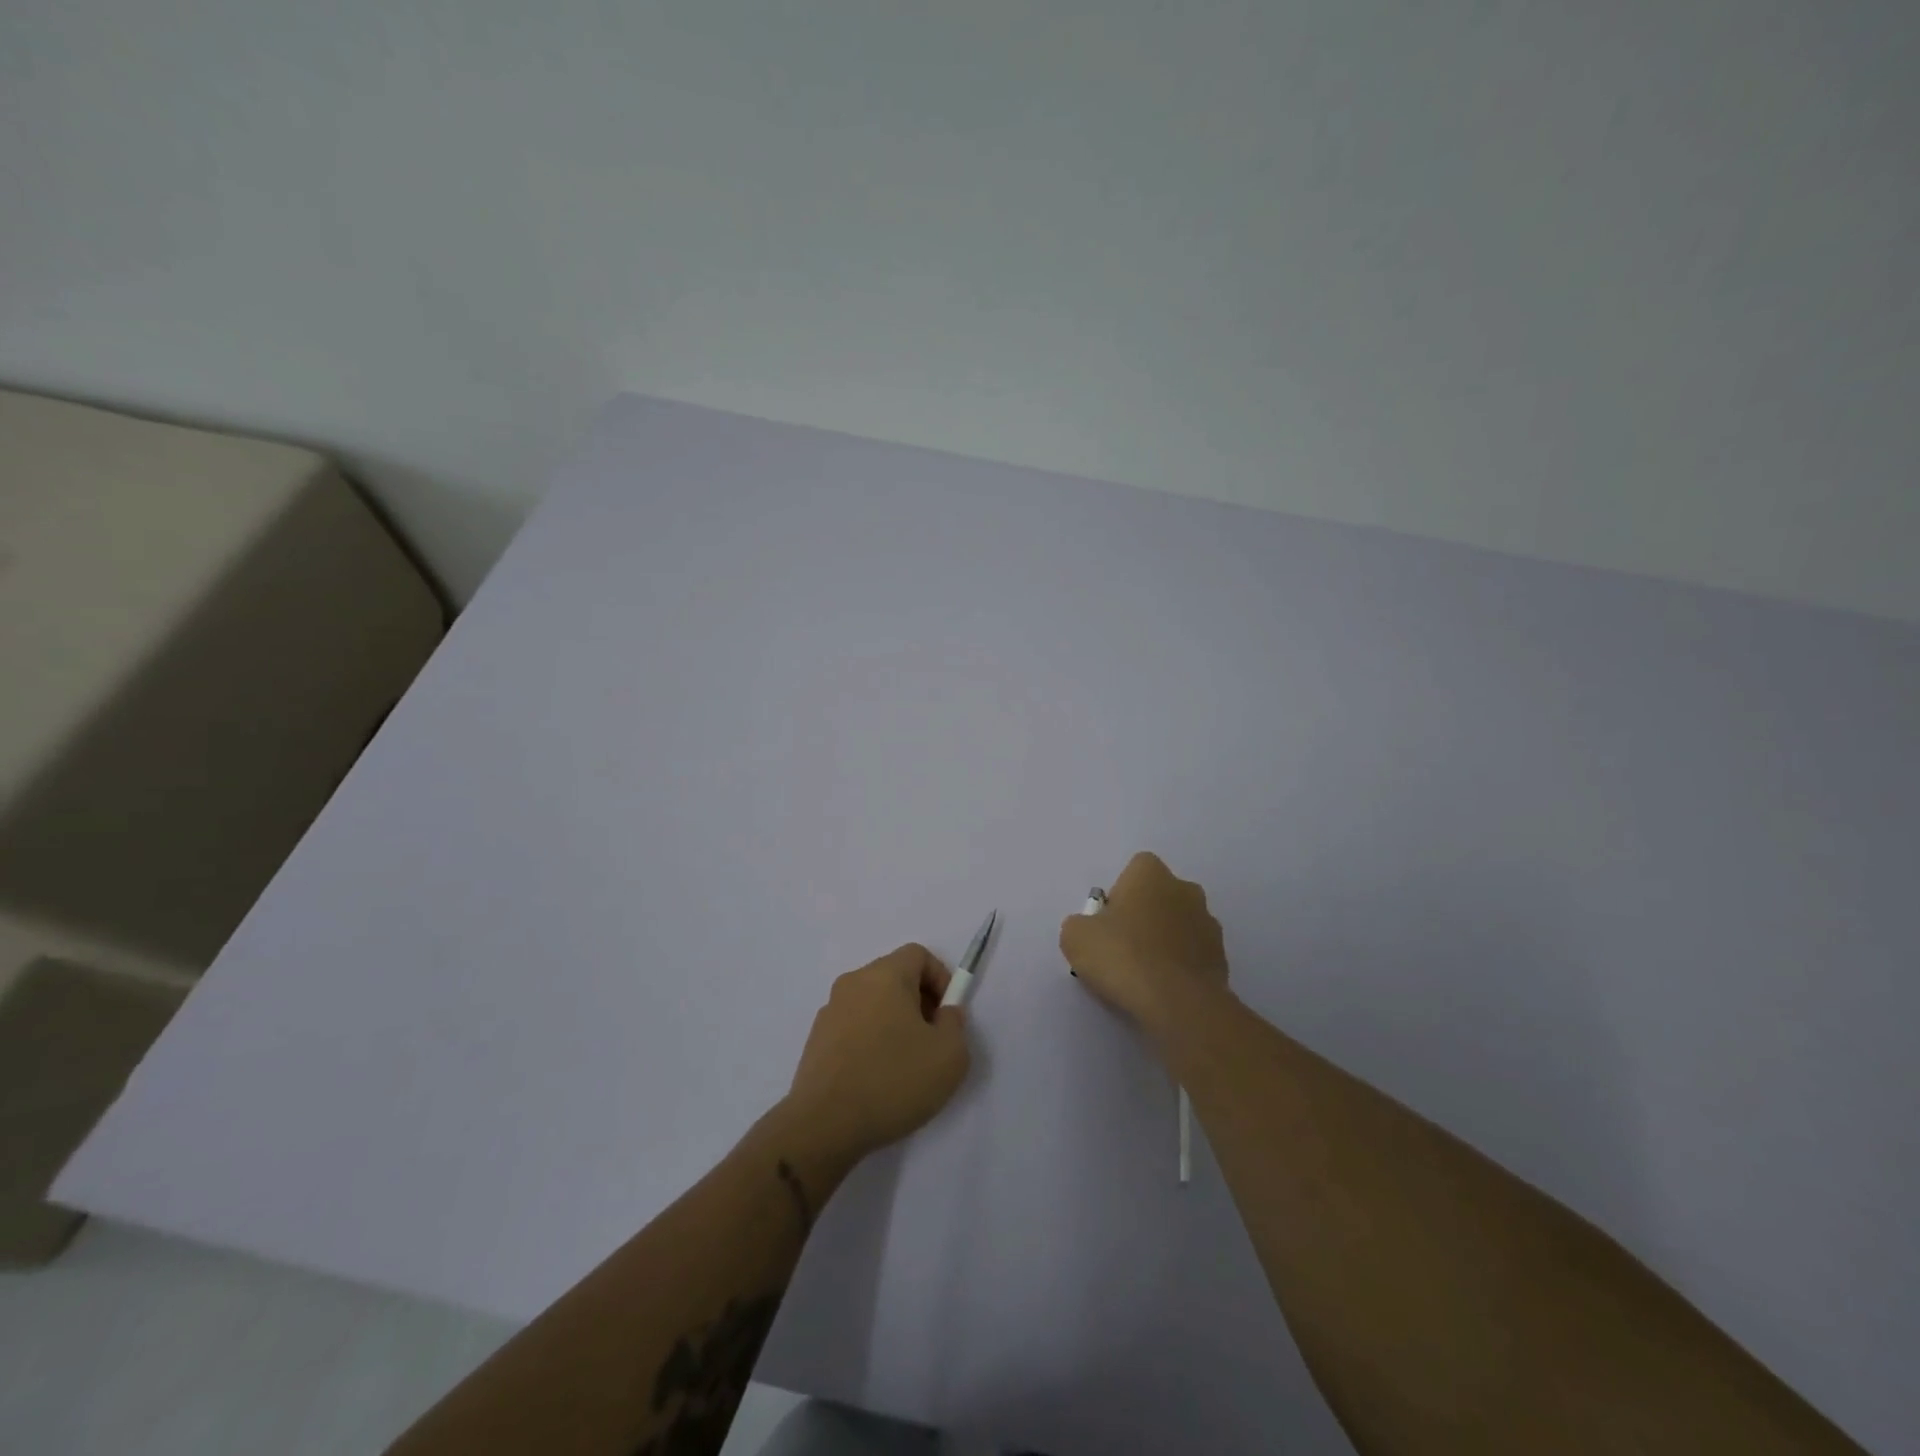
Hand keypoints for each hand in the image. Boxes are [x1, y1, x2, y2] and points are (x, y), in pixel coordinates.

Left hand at [785, 944, 971, 1164]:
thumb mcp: (949, 1056)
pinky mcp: (816, 1039)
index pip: (917, 954)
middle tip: (931, 1040)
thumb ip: (955, 1024)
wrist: (824, 1125)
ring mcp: (830, 1011)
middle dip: (918, 1001)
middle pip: (894, 976)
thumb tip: (943, 1014)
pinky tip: (877, 1078)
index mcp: (885, 975)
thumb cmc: (893, 1081)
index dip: (940, 978)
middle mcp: (853, 983)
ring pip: (873, 1003)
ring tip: (904, 1064)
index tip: (947, 1014)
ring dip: (893, 1022)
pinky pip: (853, 1026)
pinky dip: (870, 1040)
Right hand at [1059, 851, 1227, 1032]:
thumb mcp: (1076, 937)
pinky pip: (1193, 955)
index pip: (1135, 869)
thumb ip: (1080, 924)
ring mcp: (1209, 924)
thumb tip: (1090, 929)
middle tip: (1123, 947)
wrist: (1178, 1003)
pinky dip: (1180, 966)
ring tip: (1144, 974)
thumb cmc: (1123, 957)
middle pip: (1160, 896)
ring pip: (1179, 925)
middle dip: (1145, 915)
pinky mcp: (1222, 958)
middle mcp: (1186, 890)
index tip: (1108, 921)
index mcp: (1152, 874)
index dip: (1119, 893)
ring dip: (1165, 941)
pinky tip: (1164, 989)